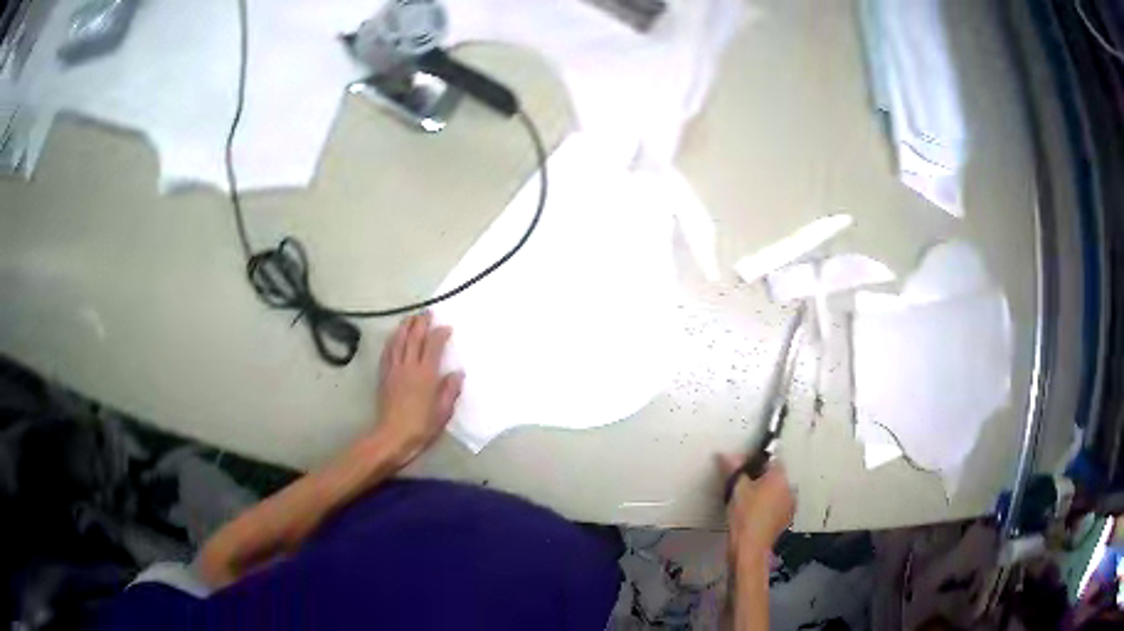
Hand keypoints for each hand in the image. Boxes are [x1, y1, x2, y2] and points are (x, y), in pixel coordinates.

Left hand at [375, 312, 464, 464]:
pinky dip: (392, 341)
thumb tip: (457, 373)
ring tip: (410, 318)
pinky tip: (394, 337)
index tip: (447, 328)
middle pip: (414, 337)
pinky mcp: (384, 376)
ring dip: (405, 327)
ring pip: (398, 341)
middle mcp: (409, 367)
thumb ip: (450, 390)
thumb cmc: (422, 427)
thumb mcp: (443, 412)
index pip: (433, 346)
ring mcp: (394, 370)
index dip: (440, 334)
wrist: (392, 437)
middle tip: (427, 313)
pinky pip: (388, 352)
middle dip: (421, 323)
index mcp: (426, 374)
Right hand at [717, 455, 794, 557]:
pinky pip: (779, 504)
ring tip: (749, 501)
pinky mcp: (787, 518)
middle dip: (761, 477)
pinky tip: (756, 514)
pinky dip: (770, 505)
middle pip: (776, 475)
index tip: (743, 469)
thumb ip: (733, 468)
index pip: (772, 458)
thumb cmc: (744, 516)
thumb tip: (727, 454)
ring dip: (767, 491)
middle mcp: (790, 487)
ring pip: (778, 490)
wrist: (750, 548)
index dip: (756, 461)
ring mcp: (791, 504)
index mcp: (780, 476)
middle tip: (743, 485)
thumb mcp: (736, 489)